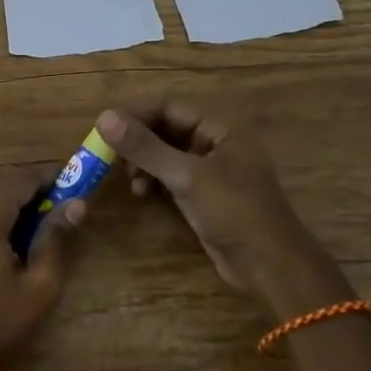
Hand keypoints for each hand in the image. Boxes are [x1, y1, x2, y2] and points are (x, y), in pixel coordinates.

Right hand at [96, 101, 351, 317]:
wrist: (267, 264)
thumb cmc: (233, 212)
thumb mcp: (186, 176)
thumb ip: (145, 147)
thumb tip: (103, 118)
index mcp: (221, 127)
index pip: (170, 106)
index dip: (135, 114)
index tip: (103, 129)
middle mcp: (216, 142)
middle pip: (166, 128)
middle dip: (137, 141)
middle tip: (108, 156)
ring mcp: (210, 170)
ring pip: (166, 154)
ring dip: (143, 163)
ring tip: (129, 180)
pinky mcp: (203, 195)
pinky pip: (171, 177)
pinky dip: (153, 180)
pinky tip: (141, 193)